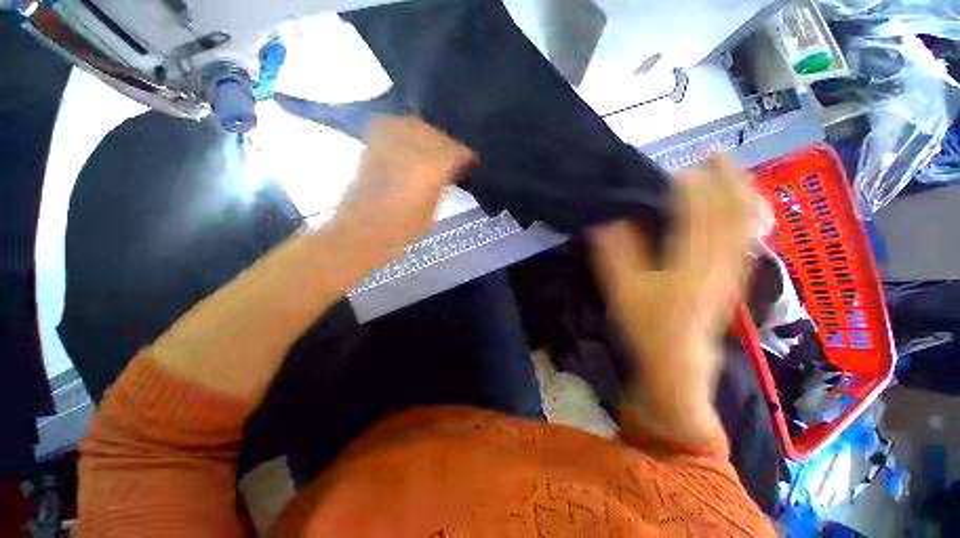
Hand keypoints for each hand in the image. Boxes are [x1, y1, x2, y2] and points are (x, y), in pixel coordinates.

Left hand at [329, 115, 475, 267]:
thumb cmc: (404, 227)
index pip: (456, 151)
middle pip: (437, 134)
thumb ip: (442, 185)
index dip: (466, 156)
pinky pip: (392, 124)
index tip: (471, 163)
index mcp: (430, 167)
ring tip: (431, 147)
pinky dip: (404, 129)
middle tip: (453, 157)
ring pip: (415, 124)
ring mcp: (389, 142)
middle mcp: (411, 147)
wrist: (364, 229)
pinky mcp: (373, 144)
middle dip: (448, 144)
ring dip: (427, 134)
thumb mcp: (433, 209)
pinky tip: (409, 141)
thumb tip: (449, 172)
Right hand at [590, 155, 761, 443]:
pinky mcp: (735, 280)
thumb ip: (613, 254)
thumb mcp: (622, 291)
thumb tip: (603, 221)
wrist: (677, 362)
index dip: (692, 187)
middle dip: (727, 179)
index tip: (677, 170)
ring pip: (748, 225)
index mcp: (691, 264)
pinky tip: (738, 209)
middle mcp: (721, 263)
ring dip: (740, 194)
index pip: (700, 214)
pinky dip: (745, 218)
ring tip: (729, 173)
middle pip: (735, 212)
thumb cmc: (647, 327)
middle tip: (716, 155)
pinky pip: (748, 241)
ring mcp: (734, 272)